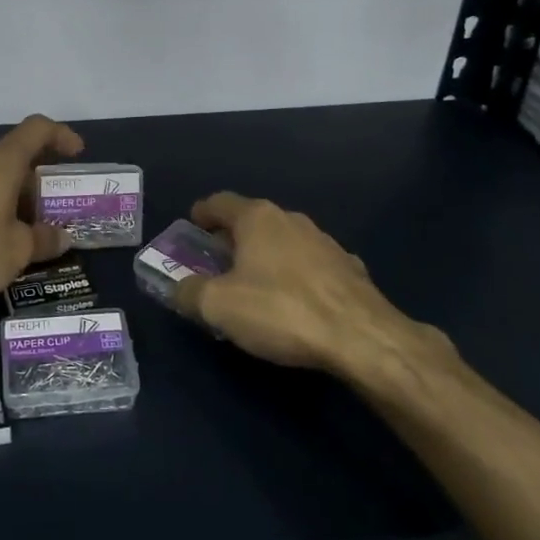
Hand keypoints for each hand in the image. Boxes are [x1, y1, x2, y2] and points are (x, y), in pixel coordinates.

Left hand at [0, 114, 84, 312]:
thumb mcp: (19, 249)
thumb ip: (44, 239)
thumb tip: (62, 237)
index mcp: (1, 163)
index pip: (36, 130)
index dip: (60, 135)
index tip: (76, 152)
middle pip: (16, 158)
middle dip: (40, 182)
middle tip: (57, 210)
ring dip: (18, 200)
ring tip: (34, 233)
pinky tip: (2, 244)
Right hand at [172, 193, 454, 381]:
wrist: (361, 337)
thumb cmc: (281, 311)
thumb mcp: (218, 306)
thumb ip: (189, 293)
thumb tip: (178, 288)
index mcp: (258, 218)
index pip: (220, 202)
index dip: (201, 213)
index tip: (191, 225)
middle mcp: (291, 219)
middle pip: (252, 220)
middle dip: (232, 237)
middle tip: (215, 261)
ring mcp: (325, 242)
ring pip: (284, 241)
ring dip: (266, 256)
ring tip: (254, 283)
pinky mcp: (350, 268)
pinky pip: (311, 265)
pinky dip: (296, 275)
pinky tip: (295, 301)